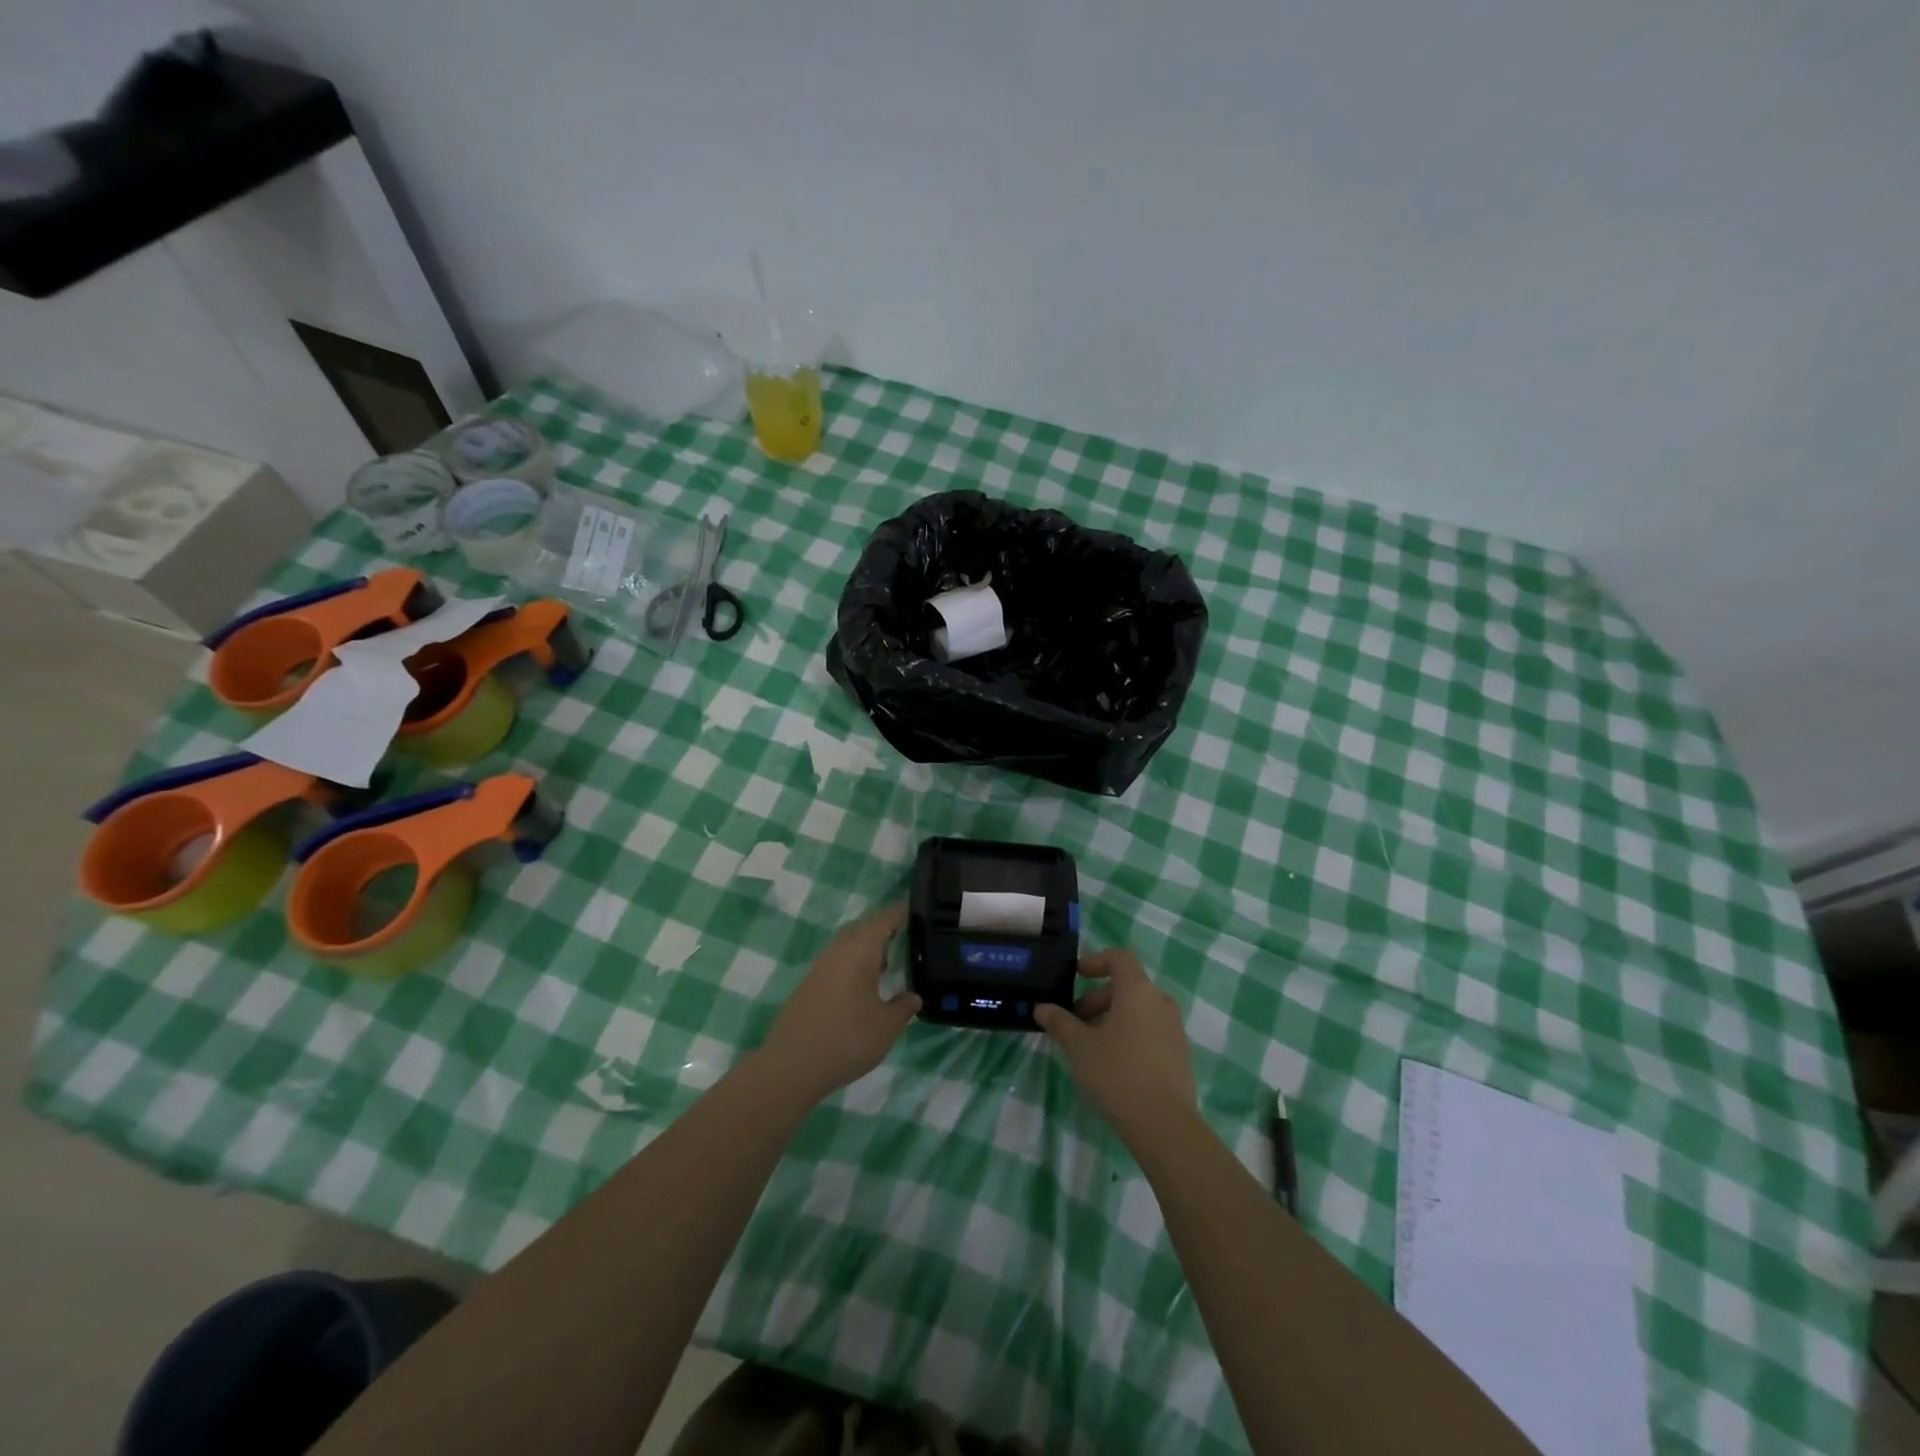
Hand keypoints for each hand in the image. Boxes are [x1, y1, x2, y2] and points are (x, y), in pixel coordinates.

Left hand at [757, 903, 919, 1103]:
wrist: (792, 1065)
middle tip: (903, 936)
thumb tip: (913, 996)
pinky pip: (836, 962)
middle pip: (862, 928)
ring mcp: (819, 968)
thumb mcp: (887, 1027)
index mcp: (860, 951)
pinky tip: (862, 987)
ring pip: (846, 945)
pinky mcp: (808, 985)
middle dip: (882, 929)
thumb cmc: (847, 1039)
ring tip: (886, 963)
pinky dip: (852, 965)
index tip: (914, 909)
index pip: (884, 920)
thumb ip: (903, 1007)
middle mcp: (838, 951)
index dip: (900, 913)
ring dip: (865, 948)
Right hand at [1034, 948, 1197, 1150]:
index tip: (1076, 976)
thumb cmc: (1117, 1073)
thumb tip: (1042, 1008)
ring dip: (1112, 1018)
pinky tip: (1113, 1064)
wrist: (1165, 1125)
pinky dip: (1129, 1035)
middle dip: (1097, 999)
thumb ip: (1060, 1022)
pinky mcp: (1179, 1055)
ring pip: (1138, 1010)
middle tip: (1074, 1022)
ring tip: (1090, 1045)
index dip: (1096, 961)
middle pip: (1127, 986)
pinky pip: (1150, 1031)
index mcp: (1138, 991)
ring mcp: (1174, 1029)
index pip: (1120, 958)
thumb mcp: (1079, 1046)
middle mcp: (1161, 1002)